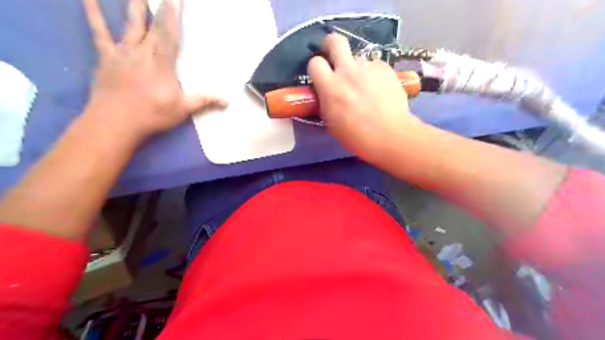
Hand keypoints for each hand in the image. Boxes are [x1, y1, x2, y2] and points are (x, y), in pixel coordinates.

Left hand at [82, 0, 226, 141]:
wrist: (115, 121)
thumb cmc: (152, 114)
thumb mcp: (183, 109)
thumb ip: (204, 101)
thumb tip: (227, 101)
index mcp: (162, 62)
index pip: (170, 33)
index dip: (173, 13)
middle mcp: (143, 51)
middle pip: (152, 23)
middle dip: (158, 5)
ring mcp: (123, 52)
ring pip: (130, 23)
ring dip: (134, 5)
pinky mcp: (106, 57)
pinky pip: (99, 32)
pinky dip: (93, 14)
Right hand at [308, 33, 423, 164]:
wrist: (390, 135)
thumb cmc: (357, 136)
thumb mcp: (331, 122)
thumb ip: (326, 101)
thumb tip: (327, 92)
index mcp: (331, 86)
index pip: (315, 63)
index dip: (316, 67)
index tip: (319, 74)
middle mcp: (348, 71)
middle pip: (335, 41)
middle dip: (330, 44)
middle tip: (333, 55)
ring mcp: (369, 68)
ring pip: (358, 58)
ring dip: (356, 68)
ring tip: (365, 85)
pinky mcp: (386, 69)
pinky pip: (375, 66)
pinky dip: (373, 75)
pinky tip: (379, 89)